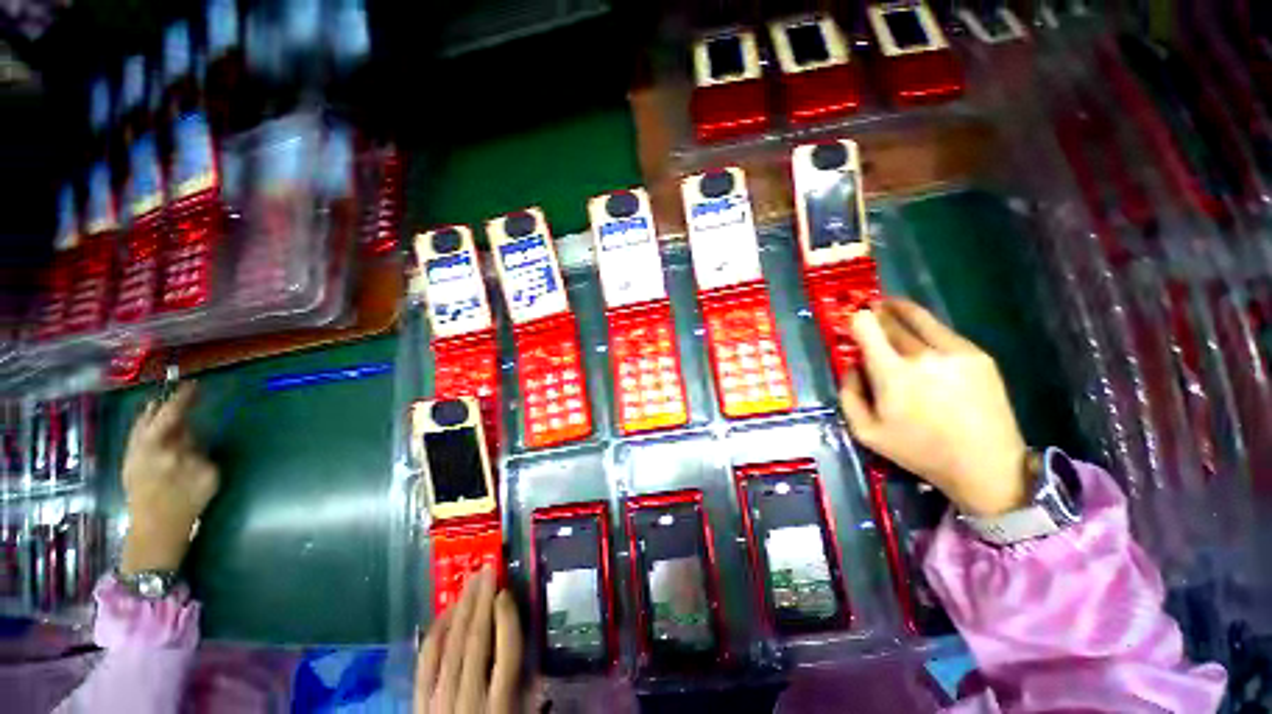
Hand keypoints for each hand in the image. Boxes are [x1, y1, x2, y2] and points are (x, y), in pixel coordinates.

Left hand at [119, 383, 219, 574]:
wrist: (156, 530)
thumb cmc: (186, 503)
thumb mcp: (205, 475)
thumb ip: (197, 451)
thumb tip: (190, 436)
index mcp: (165, 448)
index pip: (172, 414)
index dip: (183, 398)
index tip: (194, 385)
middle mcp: (144, 446)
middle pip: (153, 416)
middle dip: (168, 404)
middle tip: (184, 394)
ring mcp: (132, 454)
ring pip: (142, 424)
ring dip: (155, 413)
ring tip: (167, 406)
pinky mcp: (128, 463)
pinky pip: (137, 435)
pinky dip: (146, 425)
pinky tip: (154, 426)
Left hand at [416, 565, 522, 713]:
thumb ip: (531, 695)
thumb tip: (540, 660)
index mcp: (500, 706)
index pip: (507, 653)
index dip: (507, 619)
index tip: (506, 592)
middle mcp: (469, 698)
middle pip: (476, 641)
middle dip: (482, 601)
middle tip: (487, 570)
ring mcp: (440, 701)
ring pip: (451, 646)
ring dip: (462, 609)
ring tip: (470, 581)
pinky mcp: (419, 705)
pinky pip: (426, 663)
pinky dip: (435, 634)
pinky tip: (444, 613)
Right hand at [841, 299, 1029, 516]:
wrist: (985, 464)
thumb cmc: (918, 451)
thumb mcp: (865, 431)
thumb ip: (849, 394)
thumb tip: (851, 365)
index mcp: (891, 373)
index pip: (866, 326)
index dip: (856, 319)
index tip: (853, 323)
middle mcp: (922, 354)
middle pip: (891, 319)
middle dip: (876, 313)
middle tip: (870, 312)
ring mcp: (954, 352)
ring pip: (920, 319)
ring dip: (900, 311)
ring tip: (891, 305)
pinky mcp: (978, 355)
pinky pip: (943, 332)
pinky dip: (927, 328)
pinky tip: (922, 335)